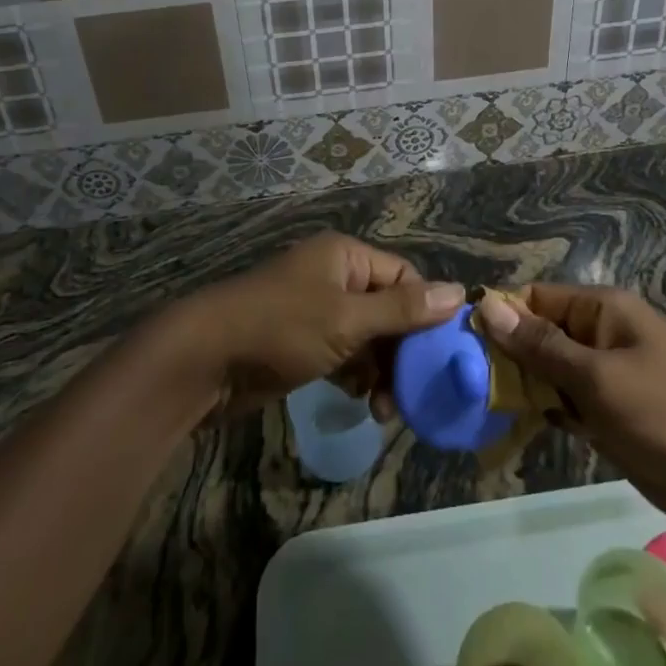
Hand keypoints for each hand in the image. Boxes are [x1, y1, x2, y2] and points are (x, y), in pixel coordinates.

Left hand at [176, 231, 462, 417]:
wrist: (205, 360)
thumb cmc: (281, 327)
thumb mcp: (347, 319)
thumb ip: (402, 311)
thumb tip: (459, 293)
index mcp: (347, 257)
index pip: (404, 277)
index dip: (426, 313)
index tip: (442, 355)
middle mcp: (336, 277)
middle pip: (388, 309)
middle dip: (402, 351)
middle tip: (411, 393)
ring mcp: (318, 310)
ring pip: (368, 337)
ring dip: (381, 370)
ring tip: (384, 408)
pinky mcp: (304, 342)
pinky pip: (345, 353)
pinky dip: (356, 375)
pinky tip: (362, 401)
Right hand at [474, 285, 665, 531]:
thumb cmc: (665, 417)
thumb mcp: (597, 379)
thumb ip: (541, 345)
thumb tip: (488, 305)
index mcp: (604, 309)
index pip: (538, 298)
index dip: (502, 316)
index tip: (462, 344)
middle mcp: (603, 333)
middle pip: (541, 332)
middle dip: (508, 355)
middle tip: (466, 383)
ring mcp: (609, 374)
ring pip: (551, 369)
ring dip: (524, 386)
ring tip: (482, 407)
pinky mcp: (612, 411)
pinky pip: (568, 400)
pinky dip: (546, 410)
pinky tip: (517, 428)